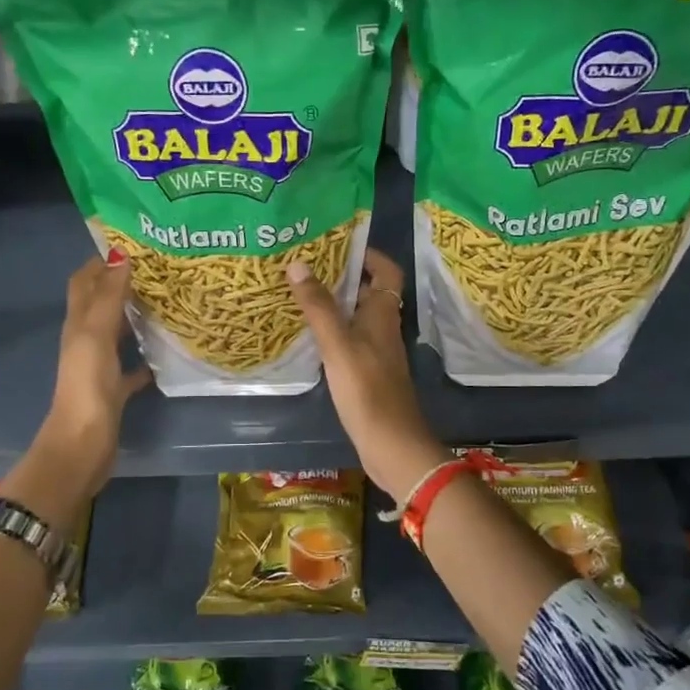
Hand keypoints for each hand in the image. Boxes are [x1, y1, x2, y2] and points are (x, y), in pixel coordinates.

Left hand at [38, 250, 151, 496]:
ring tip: (168, 301)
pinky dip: (146, 357)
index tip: (134, 244)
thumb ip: (109, 296)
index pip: (84, 281)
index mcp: (78, 324)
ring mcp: (99, 367)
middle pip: (102, 303)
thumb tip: (121, 253)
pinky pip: (131, 367)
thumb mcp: (96, 335)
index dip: (101, 261)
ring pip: (118, 332)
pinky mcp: (114, 391)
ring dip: (136, 316)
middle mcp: (86, 340)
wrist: (83, 444)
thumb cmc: (88, 385)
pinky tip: (167, 352)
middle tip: (159, 269)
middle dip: (123, 284)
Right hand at [286, 247, 446, 500]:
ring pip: (356, 317)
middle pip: (368, 291)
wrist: (391, 445)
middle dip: (342, 276)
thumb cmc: (367, 390)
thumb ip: (319, 307)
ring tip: (299, 293)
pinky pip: (349, 340)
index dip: (368, 255)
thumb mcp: (338, 344)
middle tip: (305, 266)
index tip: (337, 244)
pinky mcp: (366, 373)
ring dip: (333, 303)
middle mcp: (383, 328)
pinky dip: (331, 331)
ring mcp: (376, 352)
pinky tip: (306, 335)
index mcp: (383, 314)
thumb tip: (299, 264)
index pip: (386, 271)